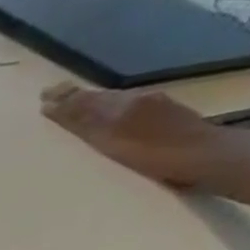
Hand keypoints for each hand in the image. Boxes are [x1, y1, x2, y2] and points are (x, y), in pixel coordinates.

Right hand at [41, 82, 219, 186]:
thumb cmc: (155, 156)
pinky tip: (111, 110)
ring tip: (76, 100)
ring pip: (114, 98)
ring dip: (92, 99)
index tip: (42, 100)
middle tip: (53, 93)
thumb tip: (54, 106)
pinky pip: (130, 103)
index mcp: (119, 106)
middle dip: (74, 96)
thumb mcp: (111, 141)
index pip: (83, 101)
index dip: (62, 102)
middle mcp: (134, 99)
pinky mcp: (166, 113)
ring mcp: (153, 104)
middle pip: (98, 96)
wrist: (206, 155)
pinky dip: (112, 104)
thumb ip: (84, 123)